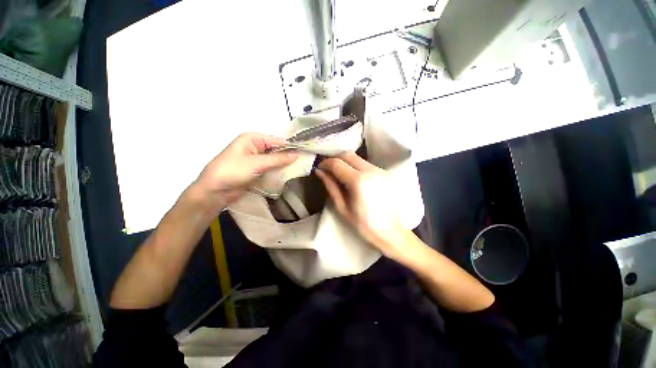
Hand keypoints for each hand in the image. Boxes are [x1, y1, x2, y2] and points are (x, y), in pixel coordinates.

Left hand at [195, 133, 297, 206]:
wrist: (214, 192)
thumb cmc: (233, 171)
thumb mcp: (257, 163)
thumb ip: (278, 159)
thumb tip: (297, 154)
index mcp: (252, 139)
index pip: (276, 140)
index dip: (290, 146)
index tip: (305, 152)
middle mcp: (255, 147)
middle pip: (276, 150)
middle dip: (288, 156)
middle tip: (304, 162)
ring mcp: (255, 160)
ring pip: (274, 160)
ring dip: (284, 165)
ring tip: (300, 168)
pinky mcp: (256, 171)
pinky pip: (270, 169)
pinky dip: (278, 171)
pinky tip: (289, 175)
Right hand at [316, 152, 407, 258]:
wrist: (390, 231)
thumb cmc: (363, 224)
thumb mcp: (342, 207)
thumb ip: (331, 186)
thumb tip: (320, 172)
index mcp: (358, 181)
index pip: (337, 163)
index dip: (326, 163)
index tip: (320, 168)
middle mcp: (370, 170)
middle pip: (348, 154)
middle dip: (335, 159)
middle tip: (328, 169)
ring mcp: (380, 170)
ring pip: (357, 157)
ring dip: (345, 161)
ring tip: (338, 172)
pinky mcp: (385, 172)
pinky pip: (365, 163)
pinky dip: (355, 165)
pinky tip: (351, 175)